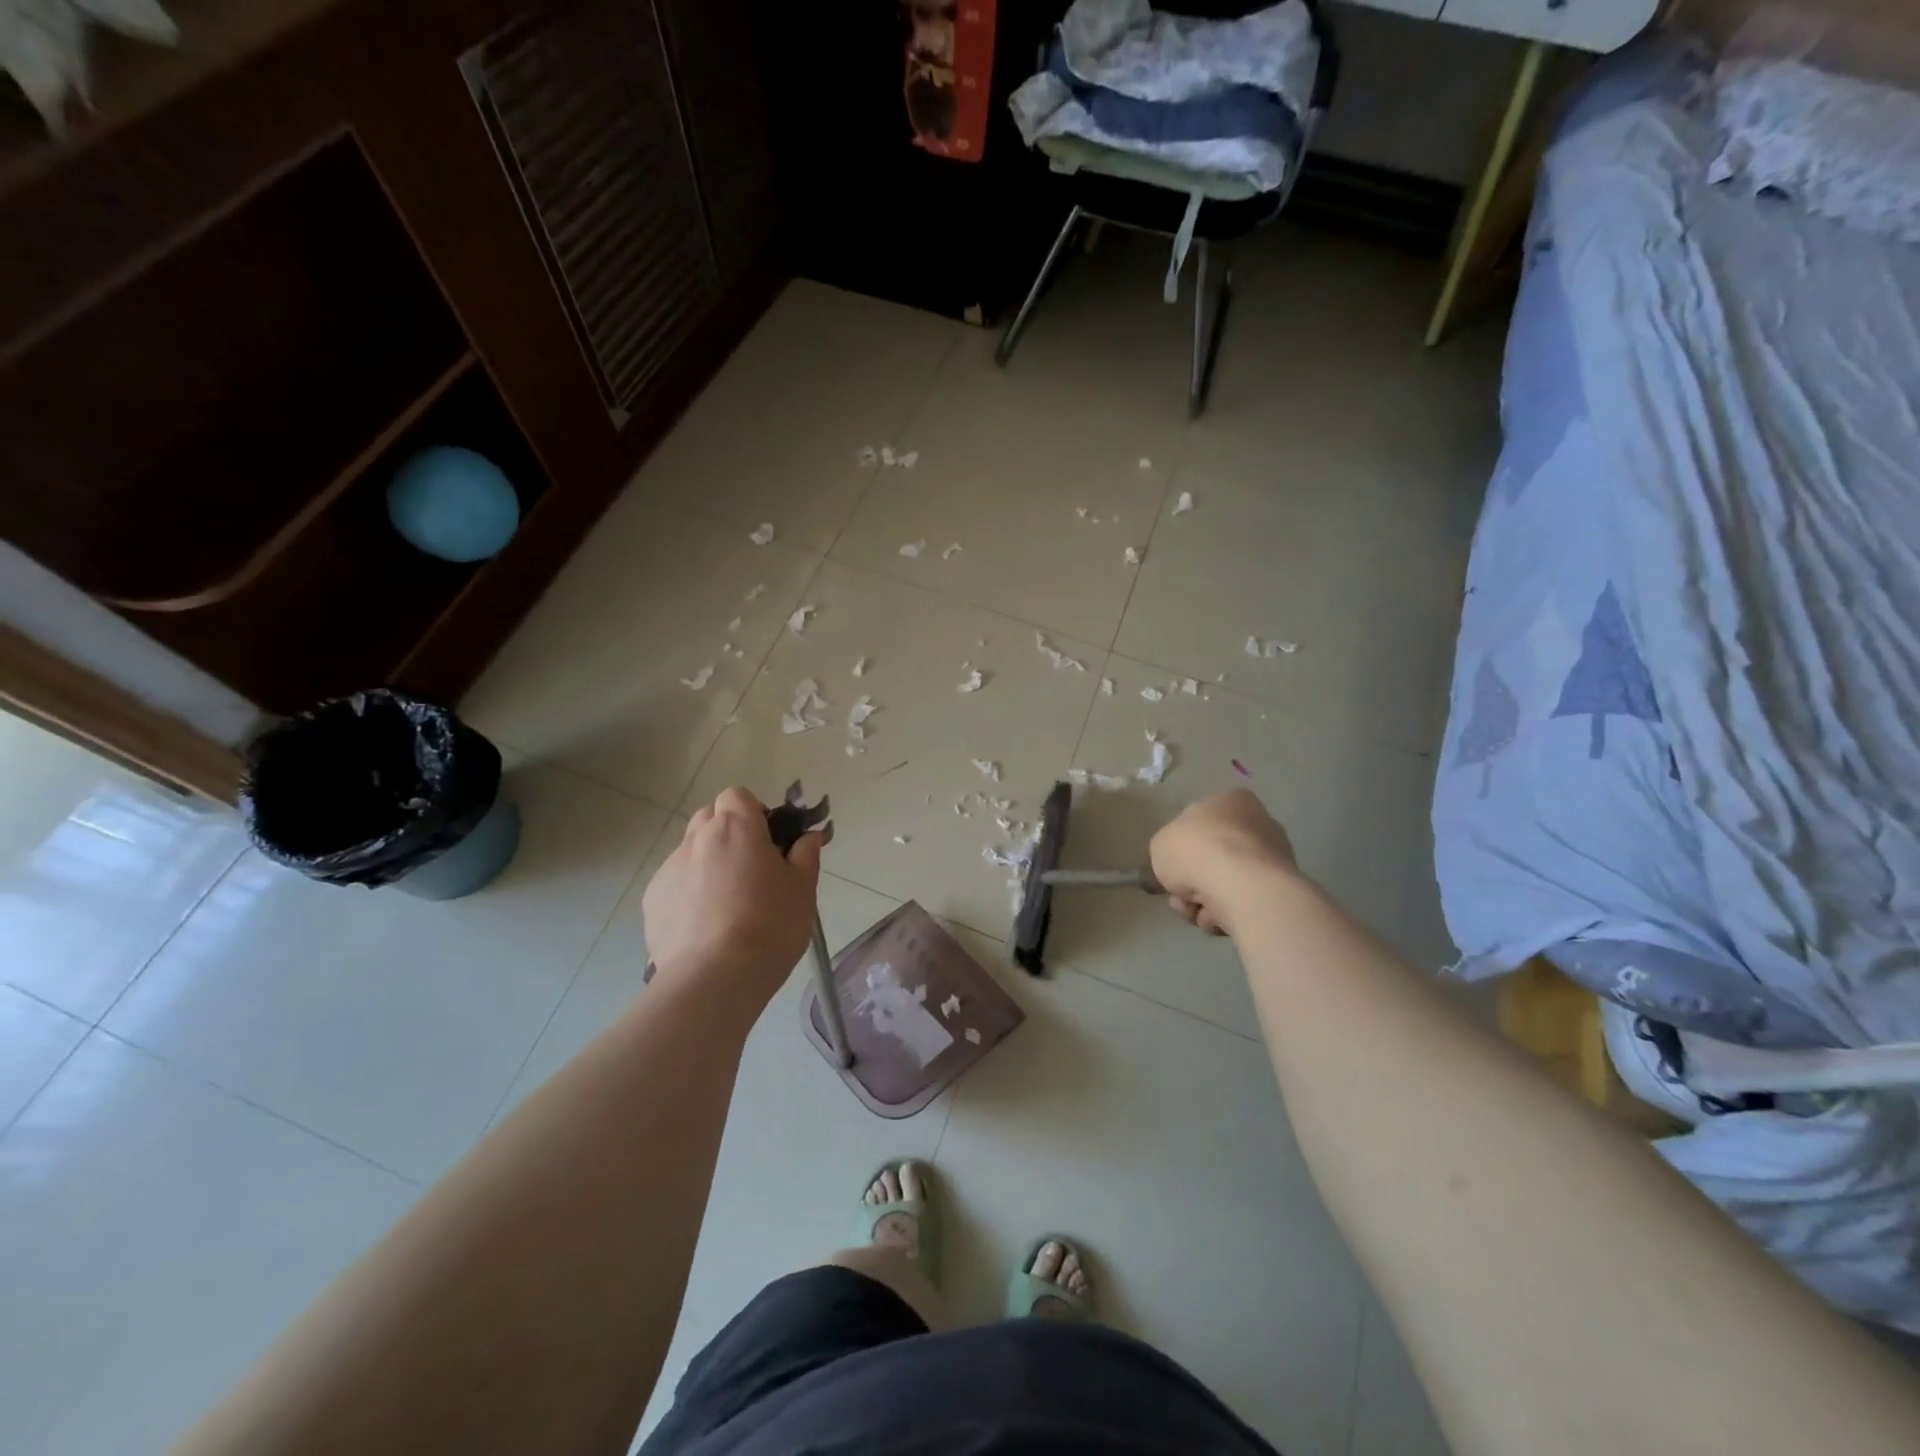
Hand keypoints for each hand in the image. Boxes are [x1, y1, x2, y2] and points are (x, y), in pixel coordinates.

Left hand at [642, 787, 823, 1006]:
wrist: (714, 978)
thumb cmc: (770, 925)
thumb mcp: (803, 889)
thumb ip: (805, 855)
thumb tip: (808, 836)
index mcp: (736, 828)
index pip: (737, 796)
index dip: (753, 812)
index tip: (769, 840)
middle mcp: (697, 840)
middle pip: (709, 818)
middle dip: (728, 833)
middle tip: (750, 868)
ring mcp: (669, 870)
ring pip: (690, 852)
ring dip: (708, 863)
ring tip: (726, 903)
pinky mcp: (652, 902)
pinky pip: (674, 884)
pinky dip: (688, 893)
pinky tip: (704, 926)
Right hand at [1149, 790, 1299, 937]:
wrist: (1241, 885)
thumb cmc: (1195, 850)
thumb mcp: (1160, 845)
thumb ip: (1167, 852)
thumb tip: (1179, 868)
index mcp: (1230, 801)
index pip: (1201, 824)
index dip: (1182, 849)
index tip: (1173, 869)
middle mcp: (1258, 823)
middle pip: (1213, 858)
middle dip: (1194, 882)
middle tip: (1181, 896)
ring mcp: (1274, 857)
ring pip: (1226, 884)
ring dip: (1206, 902)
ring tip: (1198, 911)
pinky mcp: (1281, 889)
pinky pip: (1244, 902)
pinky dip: (1228, 913)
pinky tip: (1219, 918)